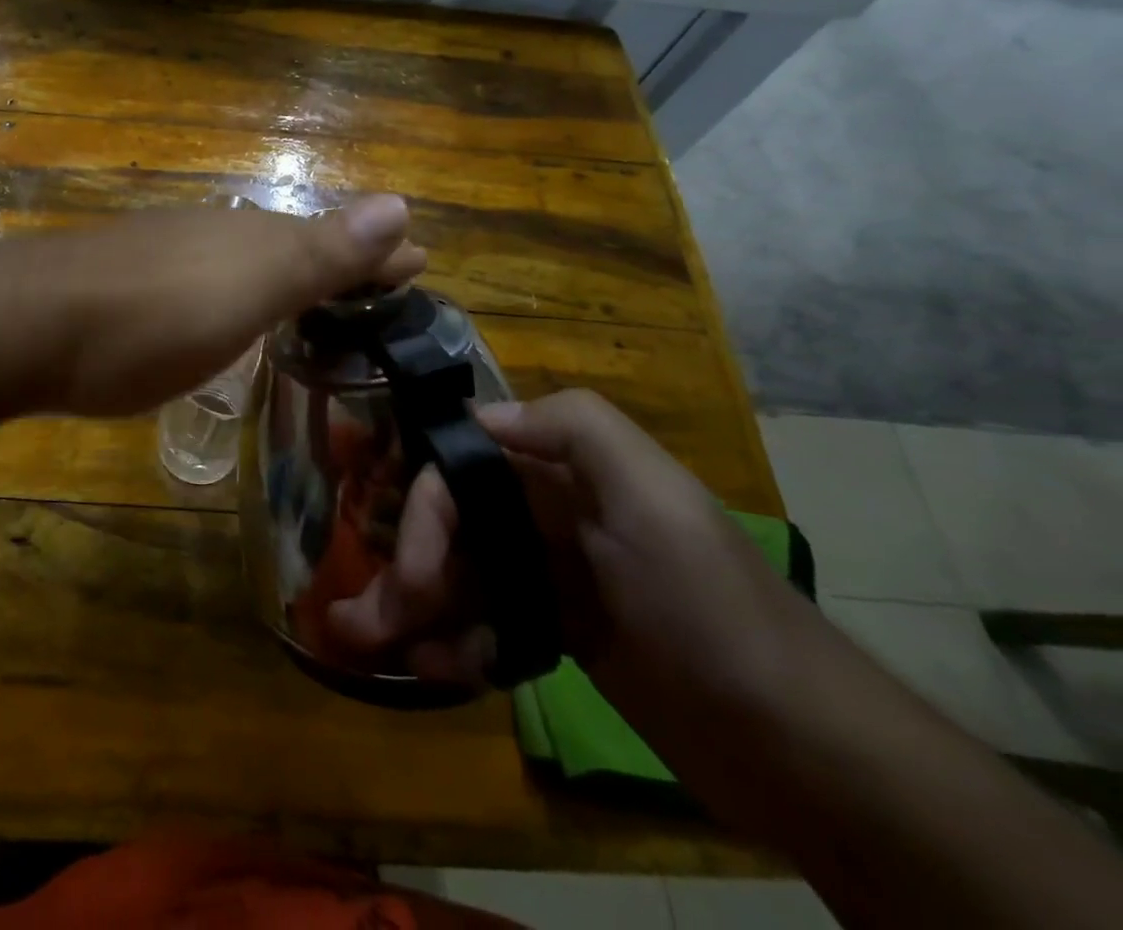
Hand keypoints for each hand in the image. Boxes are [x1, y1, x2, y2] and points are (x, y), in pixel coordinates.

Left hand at [10, 195, 424, 416]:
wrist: (27, 323)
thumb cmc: (151, 320)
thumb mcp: (247, 291)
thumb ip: (319, 252)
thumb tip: (402, 202)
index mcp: (252, 239)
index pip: (336, 241)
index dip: (379, 257)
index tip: (421, 265)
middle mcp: (214, 235)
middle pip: (293, 243)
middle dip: (340, 261)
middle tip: (378, 282)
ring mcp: (167, 253)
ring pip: (246, 257)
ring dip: (288, 273)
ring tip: (316, 296)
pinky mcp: (130, 280)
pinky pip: (205, 277)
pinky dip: (237, 290)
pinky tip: (227, 308)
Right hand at [330, 390, 799, 701]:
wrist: (799, 747)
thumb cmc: (708, 607)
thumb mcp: (655, 499)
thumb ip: (575, 429)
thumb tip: (482, 414)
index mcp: (562, 472)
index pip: (461, 468)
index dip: (420, 509)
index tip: (405, 569)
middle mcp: (547, 513)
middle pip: (449, 525)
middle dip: (404, 567)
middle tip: (364, 624)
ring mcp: (549, 575)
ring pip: (459, 575)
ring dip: (413, 607)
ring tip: (376, 648)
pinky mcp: (556, 632)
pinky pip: (484, 624)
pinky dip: (455, 643)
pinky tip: (439, 671)